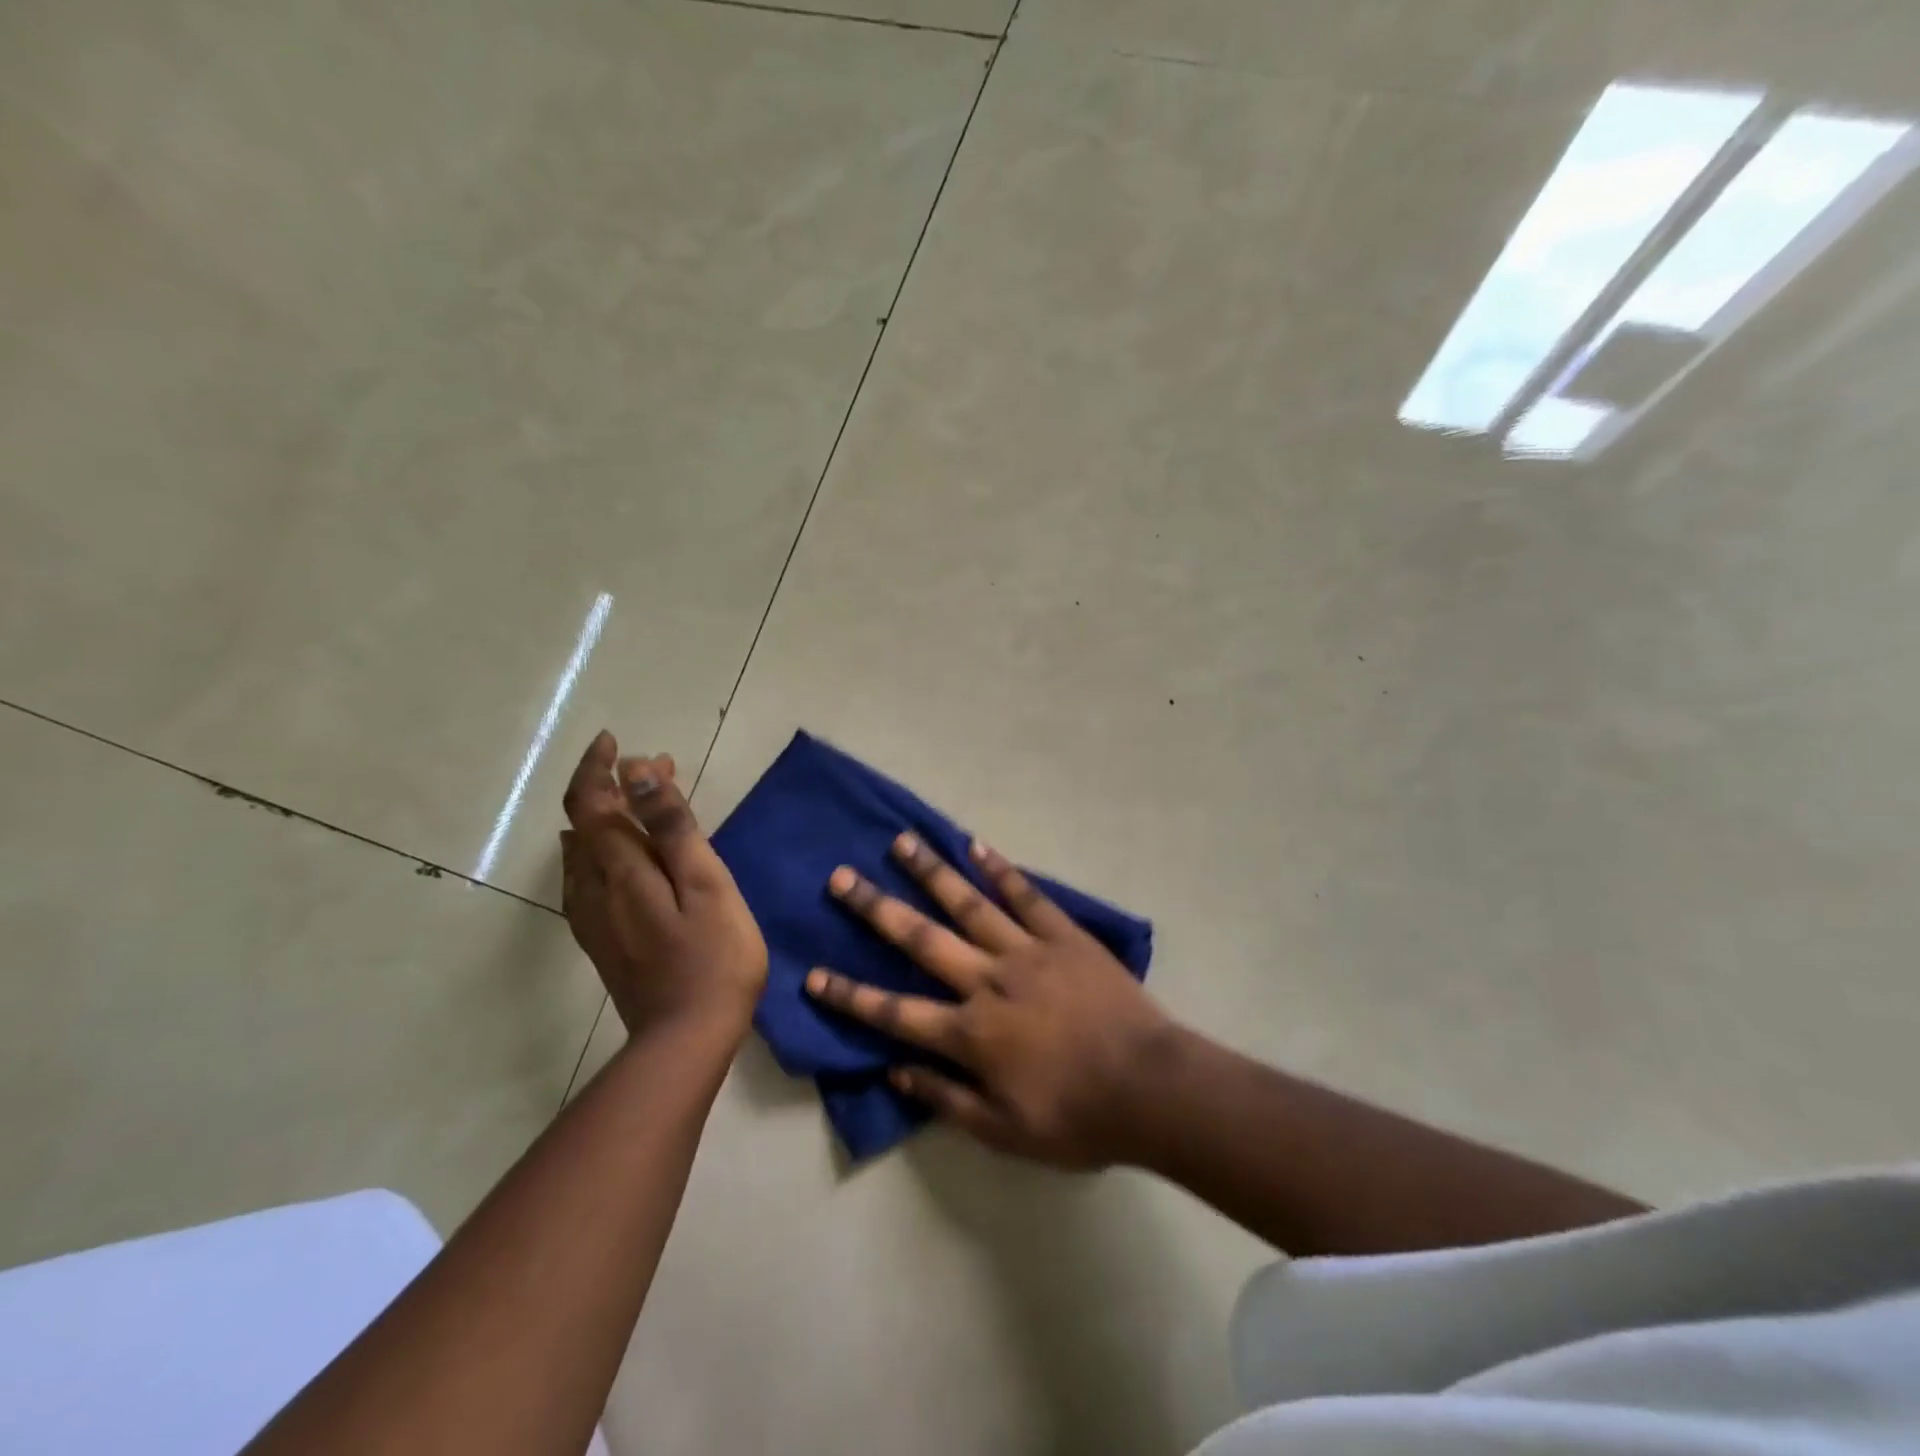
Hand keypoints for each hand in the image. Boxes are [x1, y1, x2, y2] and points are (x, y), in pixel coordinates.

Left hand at [560, 731, 767, 1044]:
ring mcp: (595, 918)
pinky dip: (601, 850)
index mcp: (621, 870)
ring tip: (644, 801)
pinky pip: (587, 879)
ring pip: (584, 853)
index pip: (592, 803)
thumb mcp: (706, 884)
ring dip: (609, 817)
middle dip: (613, 787)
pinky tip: (616, 857)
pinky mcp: (604, 940)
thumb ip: (672, 827)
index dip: (598, 767)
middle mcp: (595, 888)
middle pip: (587, 824)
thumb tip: (638, 772)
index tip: (617, 742)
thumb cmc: (713, 957)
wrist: (686, 1040)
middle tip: (657, 767)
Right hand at [806, 834, 1172, 1168]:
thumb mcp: (1003, 1131)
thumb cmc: (1076, 1117)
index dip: (850, 995)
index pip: (895, 1012)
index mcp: (970, 1033)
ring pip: (968, 904)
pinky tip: (976, 845)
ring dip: (931, 872)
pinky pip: (1026, 895)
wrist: (1149, 1088)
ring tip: (902, 842)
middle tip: (842, 877)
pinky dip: (1000, 869)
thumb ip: (946, 1099)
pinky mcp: (1062, 935)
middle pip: (921, 940)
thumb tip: (895, 1072)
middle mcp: (987, 981)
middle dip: (876, 909)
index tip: (812, 974)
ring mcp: (1026, 951)